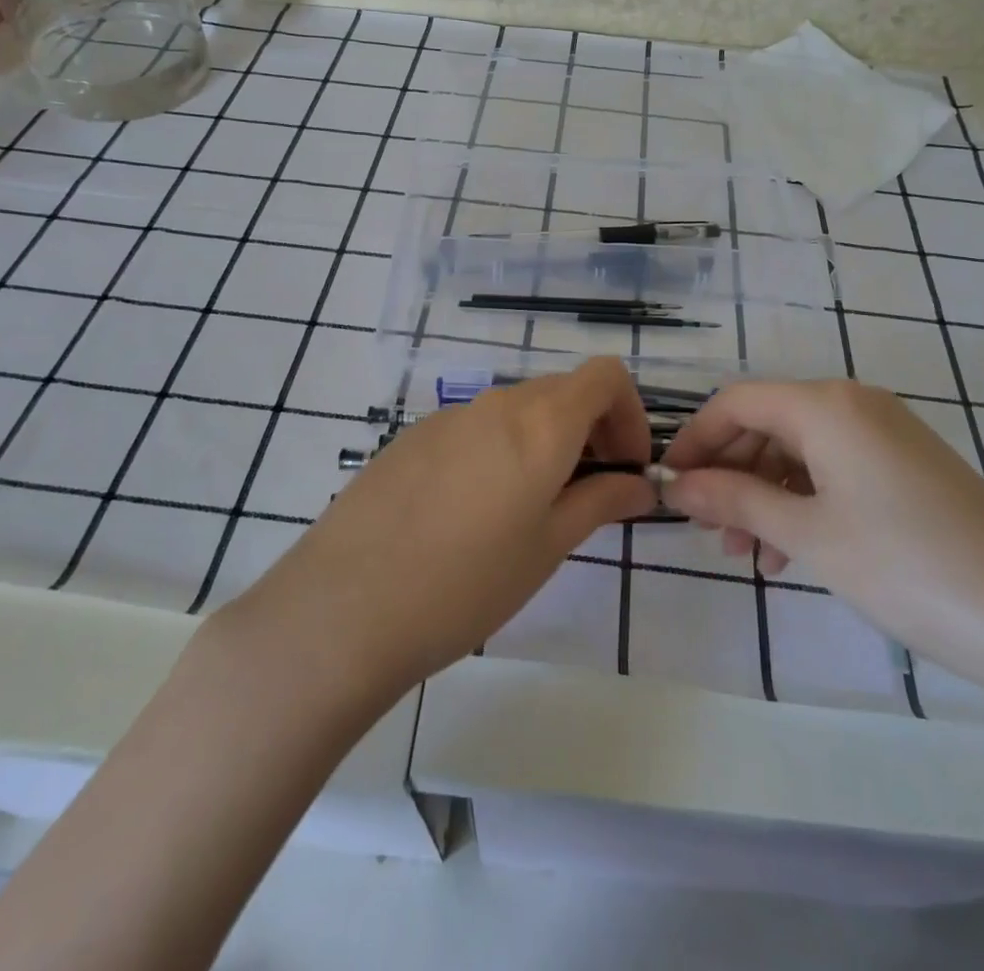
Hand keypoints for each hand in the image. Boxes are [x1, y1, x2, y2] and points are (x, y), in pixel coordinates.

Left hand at [229, 358, 654, 707]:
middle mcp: (495, 403)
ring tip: (531, 509)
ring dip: (544, 441)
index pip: (604, 376)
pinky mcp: (411, 438)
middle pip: (562, 391)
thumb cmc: (466, 584)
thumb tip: (639, 485)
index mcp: (539, 423)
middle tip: (590, 492)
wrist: (344, 607)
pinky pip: (474, 427)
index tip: (625, 466)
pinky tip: (473, 512)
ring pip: (517, 410)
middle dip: (591, 430)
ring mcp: (447, 417)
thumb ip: (600, 502)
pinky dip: (500, 449)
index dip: (629, 413)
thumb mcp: (547, 547)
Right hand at [660, 379, 983, 697]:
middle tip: (707, 529)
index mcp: (826, 404)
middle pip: (767, 423)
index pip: (736, 402)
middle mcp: (854, 404)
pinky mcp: (909, 468)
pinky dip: (803, 502)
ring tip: (747, 554)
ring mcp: (887, 435)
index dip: (696, 440)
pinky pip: (835, 469)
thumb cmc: (906, 565)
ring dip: (764, 494)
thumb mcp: (808, 534)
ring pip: (800, 451)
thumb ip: (735, 500)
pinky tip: (792, 552)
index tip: (669, 486)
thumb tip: (678, 486)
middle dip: (730, 473)